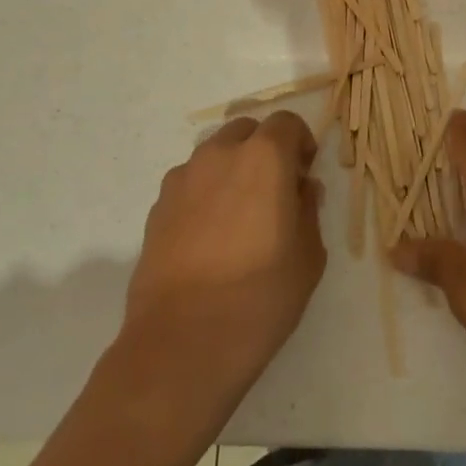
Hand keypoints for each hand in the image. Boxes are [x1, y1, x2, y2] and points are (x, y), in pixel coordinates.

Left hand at [120, 112, 325, 410]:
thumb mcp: (308, 255)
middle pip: (246, 131)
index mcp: (263, 157)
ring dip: (232, 169)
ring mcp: (182, 179)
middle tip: (275, 190)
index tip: (305, 174)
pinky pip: (190, 183)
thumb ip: (308, 210)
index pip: (286, 123)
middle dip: (264, 150)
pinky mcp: (157, 207)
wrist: (183, 343)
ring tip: (239, 216)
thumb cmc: (260, 296)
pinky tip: (210, 237)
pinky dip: (205, 194)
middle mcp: (219, 154)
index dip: (300, 143)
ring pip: (214, 155)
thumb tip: (301, 189)